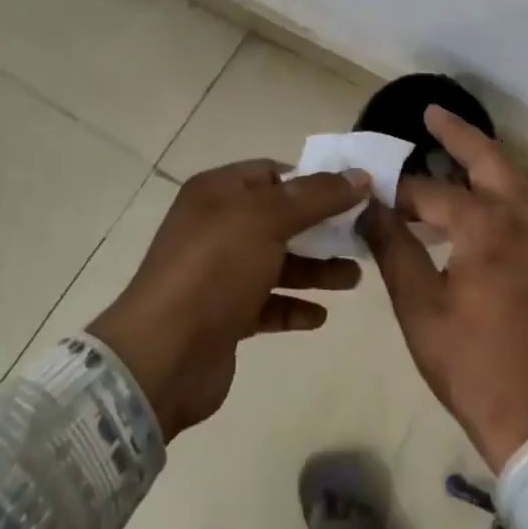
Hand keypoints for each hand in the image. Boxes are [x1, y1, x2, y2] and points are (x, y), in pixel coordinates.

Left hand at [89, 160, 367, 439]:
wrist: (163, 356)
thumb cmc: (215, 270)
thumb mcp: (267, 219)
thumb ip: (317, 196)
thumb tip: (361, 175)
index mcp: (218, 193)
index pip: (273, 173)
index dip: (313, 180)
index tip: (355, 194)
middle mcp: (217, 226)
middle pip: (280, 219)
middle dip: (322, 228)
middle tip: (364, 238)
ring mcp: (220, 273)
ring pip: (278, 263)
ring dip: (316, 269)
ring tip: (354, 279)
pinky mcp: (225, 316)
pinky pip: (268, 304)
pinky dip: (294, 306)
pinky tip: (321, 316)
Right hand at [360, 106, 527, 470]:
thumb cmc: (471, 364)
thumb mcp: (419, 308)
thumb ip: (394, 249)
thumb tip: (369, 208)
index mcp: (486, 228)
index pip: (431, 194)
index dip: (397, 194)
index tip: (369, 194)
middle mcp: (520, 220)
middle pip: (491, 161)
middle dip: (460, 135)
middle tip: (431, 114)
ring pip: (515, 178)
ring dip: (486, 157)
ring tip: (454, 147)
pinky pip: (525, 202)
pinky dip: (502, 184)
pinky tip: (482, 196)